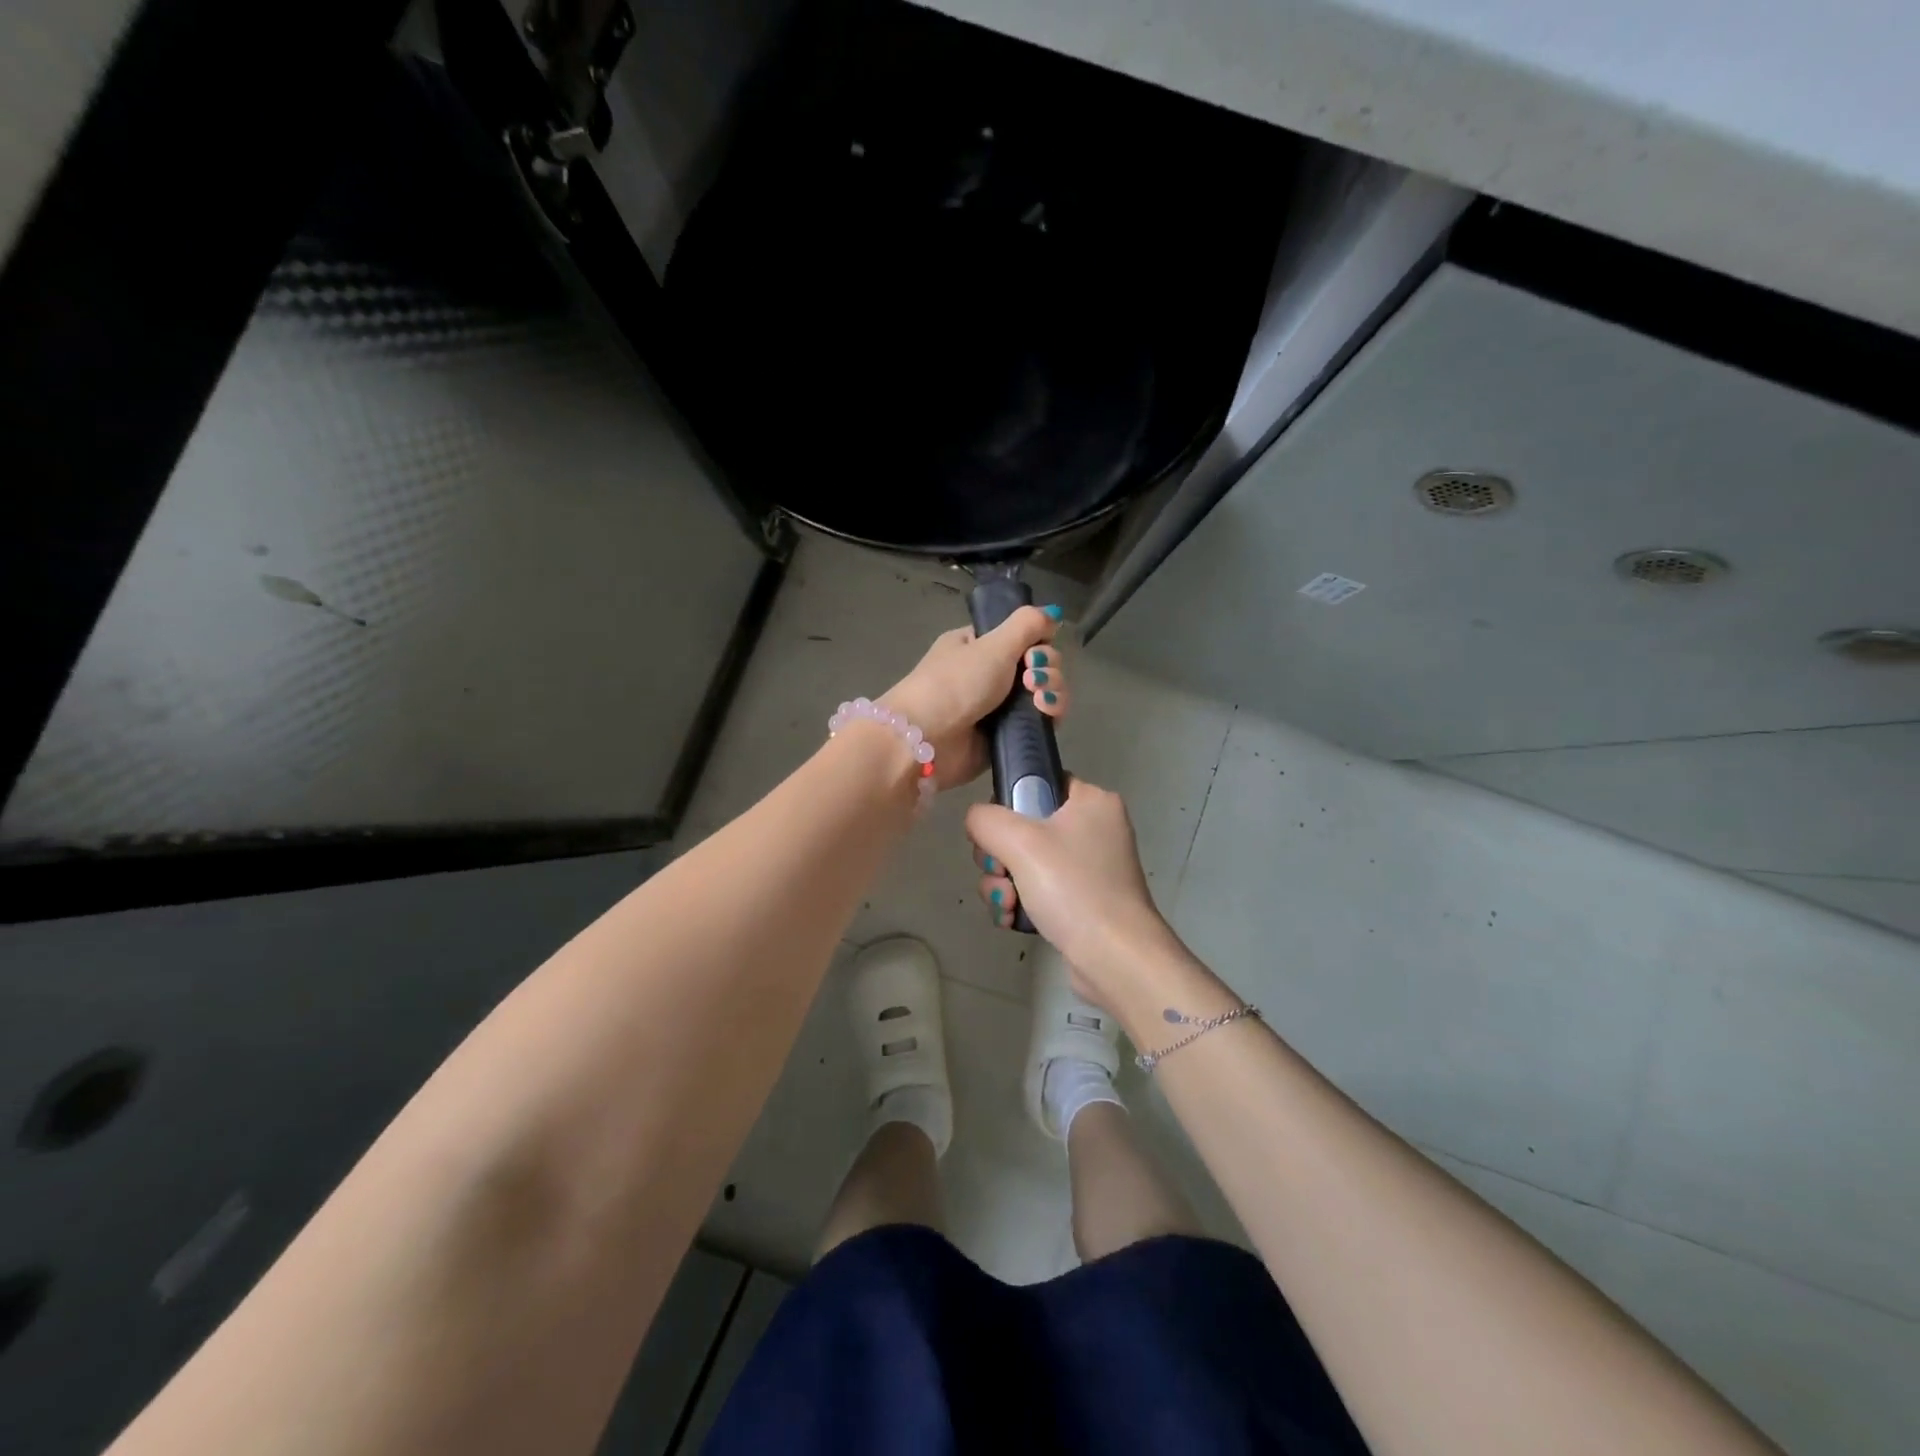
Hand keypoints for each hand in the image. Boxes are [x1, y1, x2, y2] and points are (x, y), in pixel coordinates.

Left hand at [879, 606, 1068, 789]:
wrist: (928, 740)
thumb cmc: (955, 684)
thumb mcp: (992, 644)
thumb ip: (1027, 625)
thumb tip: (1054, 611)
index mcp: (977, 645)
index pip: (1022, 636)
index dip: (1038, 641)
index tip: (1033, 651)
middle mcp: (988, 673)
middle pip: (1038, 663)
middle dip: (1046, 667)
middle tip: (1031, 678)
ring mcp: (998, 706)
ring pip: (1043, 692)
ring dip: (1052, 690)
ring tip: (1039, 699)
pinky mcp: (1006, 735)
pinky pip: (1039, 721)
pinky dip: (1049, 715)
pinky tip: (1046, 713)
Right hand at [965, 778, 1182, 1007]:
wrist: (1115, 959)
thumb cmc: (1073, 888)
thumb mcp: (1019, 842)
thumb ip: (985, 819)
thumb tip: (978, 822)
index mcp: (1092, 801)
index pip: (1038, 783)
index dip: (1008, 806)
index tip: (997, 835)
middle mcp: (1095, 829)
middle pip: (1024, 828)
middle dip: (1000, 858)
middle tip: (1001, 876)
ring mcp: (1090, 868)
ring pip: (1024, 863)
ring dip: (1004, 885)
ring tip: (1008, 905)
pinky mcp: (1083, 901)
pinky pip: (1038, 890)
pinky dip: (1021, 903)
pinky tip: (1013, 920)